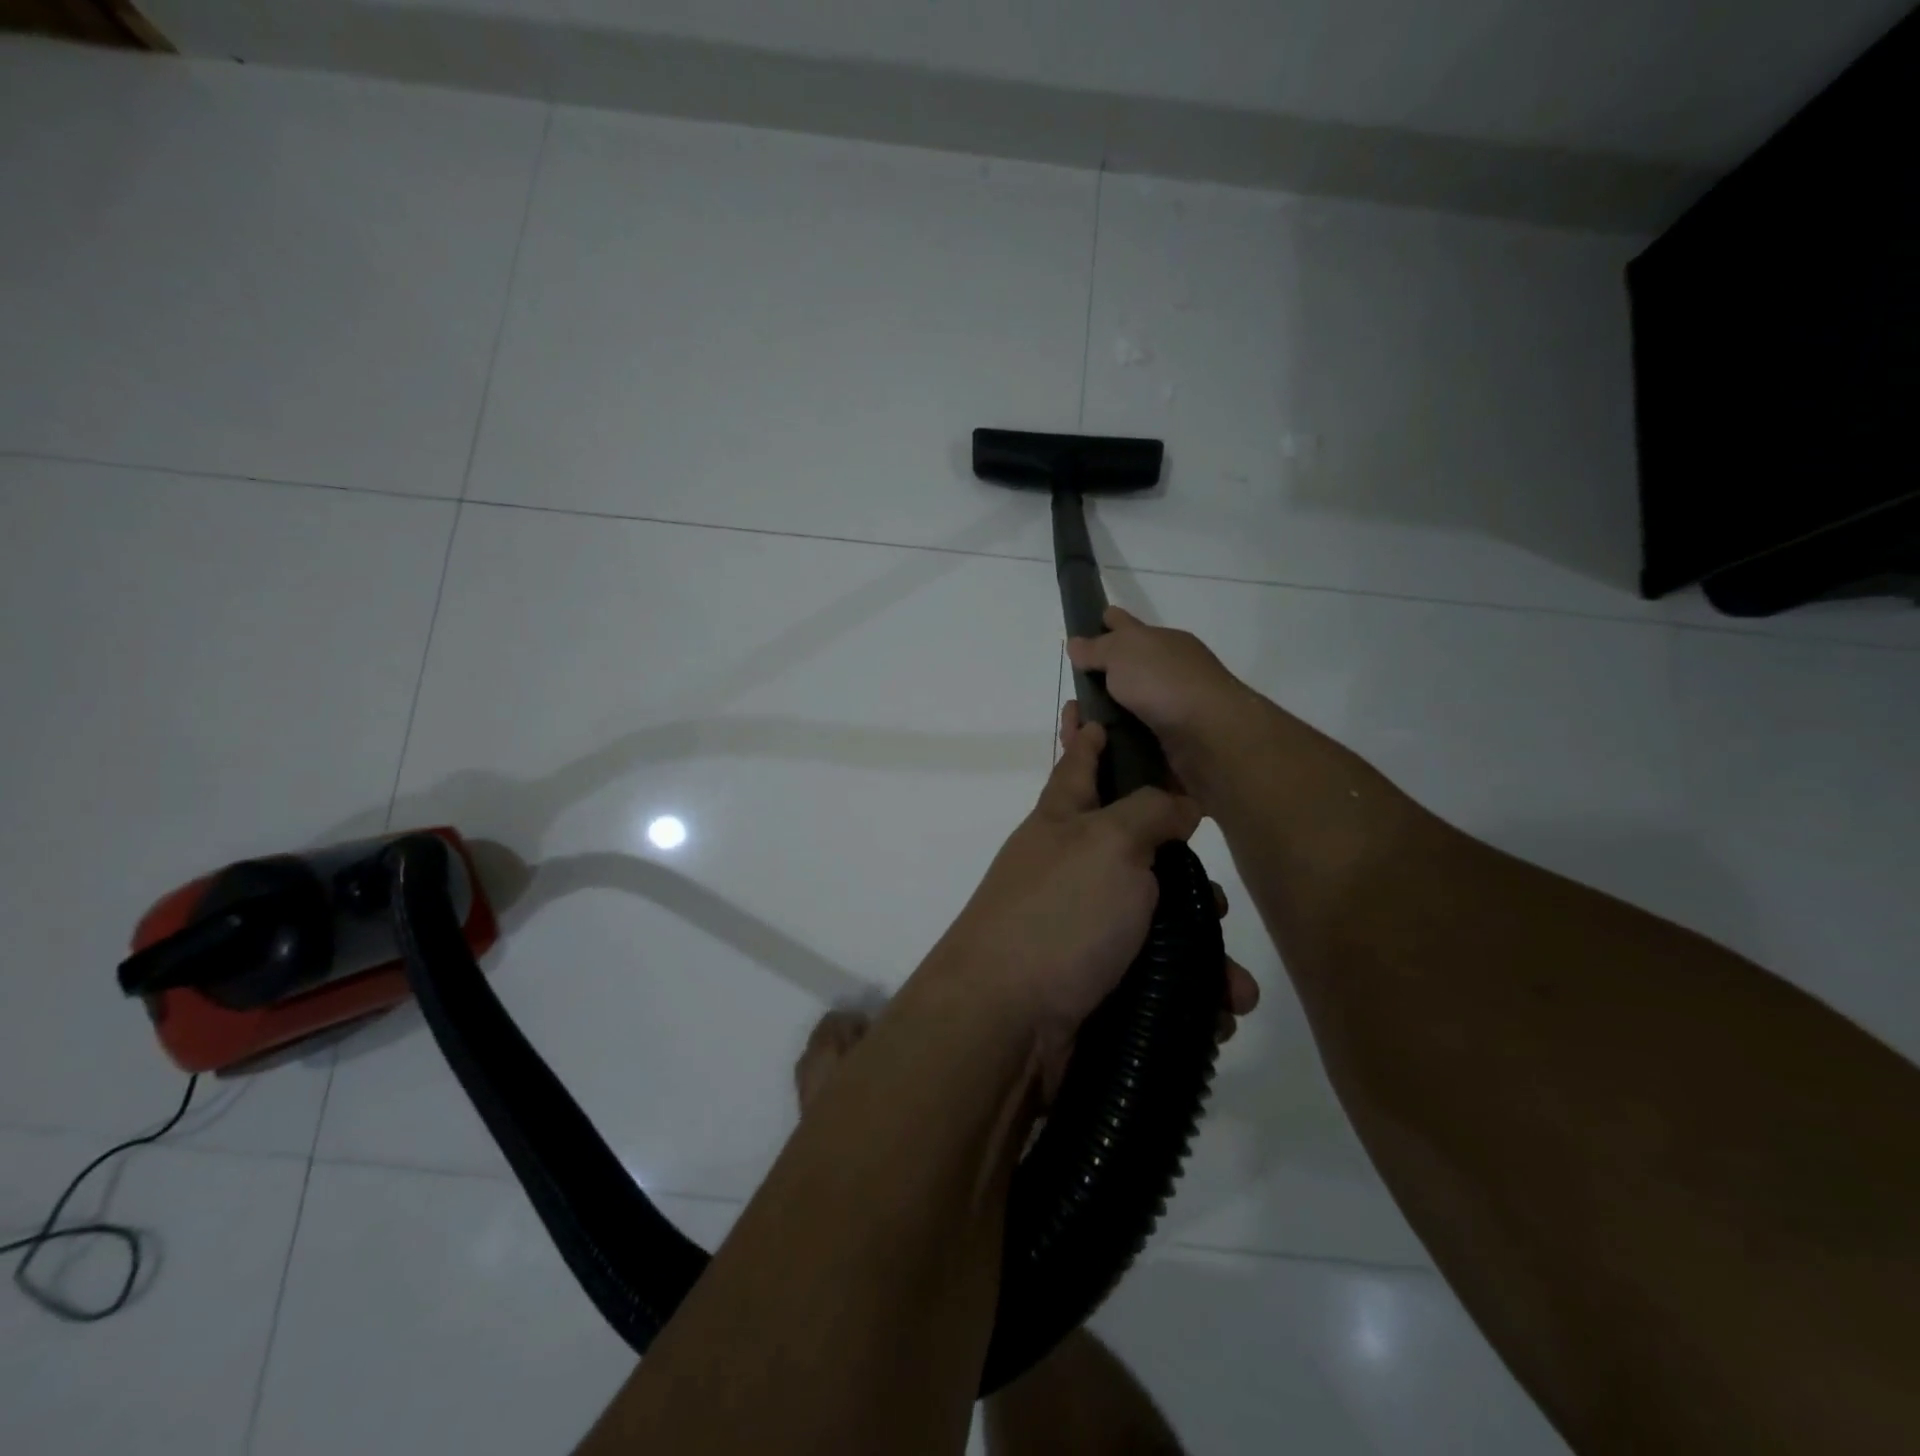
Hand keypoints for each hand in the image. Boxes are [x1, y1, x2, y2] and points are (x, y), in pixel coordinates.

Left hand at [918, 703, 1260, 1077]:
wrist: (1005, 1019)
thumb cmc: (1058, 913)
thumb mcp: (1108, 843)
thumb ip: (1149, 812)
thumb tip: (1179, 802)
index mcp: (1063, 820)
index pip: (1079, 762)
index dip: (1088, 734)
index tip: (1090, 707)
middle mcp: (1069, 867)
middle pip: (1135, 849)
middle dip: (1183, 872)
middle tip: (1219, 896)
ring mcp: (1079, 926)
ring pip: (1156, 922)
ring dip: (1200, 949)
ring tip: (1232, 981)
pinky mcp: (1093, 981)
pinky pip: (1153, 976)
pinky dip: (1187, 993)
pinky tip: (1217, 1013)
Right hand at [1065, 607, 1254, 788]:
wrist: (1210, 736)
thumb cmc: (1165, 682)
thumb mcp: (1123, 652)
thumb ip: (1097, 648)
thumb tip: (1076, 643)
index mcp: (1163, 643)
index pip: (1128, 626)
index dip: (1110, 621)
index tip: (1093, 622)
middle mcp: (1170, 672)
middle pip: (1130, 668)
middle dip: (1103, 675)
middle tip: (1073, 690)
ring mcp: (1173, 708)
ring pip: (1130, 706)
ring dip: (1107, 713)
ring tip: (1077, 725)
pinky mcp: (1172, 742)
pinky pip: (1135, 736)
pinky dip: (1117, 739)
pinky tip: (1098, 745)